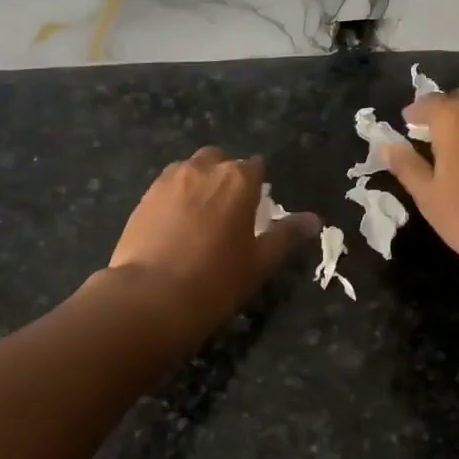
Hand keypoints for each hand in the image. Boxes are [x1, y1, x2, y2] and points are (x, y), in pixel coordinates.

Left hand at [106, 147, 319, 340]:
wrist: (151, 297)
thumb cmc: (216, 280)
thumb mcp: (260, 262)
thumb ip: (287, 236)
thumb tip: (314, 220)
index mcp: (238, 179)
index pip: (255, 167)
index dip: (257, 186)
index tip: (256, 209)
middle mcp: (202, 169)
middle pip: (219, 160)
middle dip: (224, 176)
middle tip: (227, 211)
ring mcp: (168, 180)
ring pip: (189, 170)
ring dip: (198, 183)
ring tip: (199, 218)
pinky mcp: (143, 197)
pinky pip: (165, 188)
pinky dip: (173, 198)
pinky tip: (173, 228)